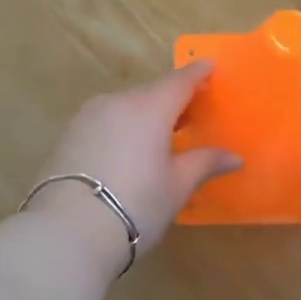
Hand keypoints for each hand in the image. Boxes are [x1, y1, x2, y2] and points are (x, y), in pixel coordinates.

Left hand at [31, 61, 240, 266]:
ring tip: (161, 136)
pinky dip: (122, 128)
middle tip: (192, 113)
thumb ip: (205, 163)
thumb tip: (234, 157)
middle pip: (151, 92)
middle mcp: (117, 102)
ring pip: (125, 107)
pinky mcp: (68, 136)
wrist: (66, 231)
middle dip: (173, 99)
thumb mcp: (177, 186)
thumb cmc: (135, 205)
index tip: (210, 67)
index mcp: (149, 107)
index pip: (179, 80)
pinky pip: (105, 122)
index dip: (197, 73)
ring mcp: (87, 117)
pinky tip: (128, 152)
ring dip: (145, 115)